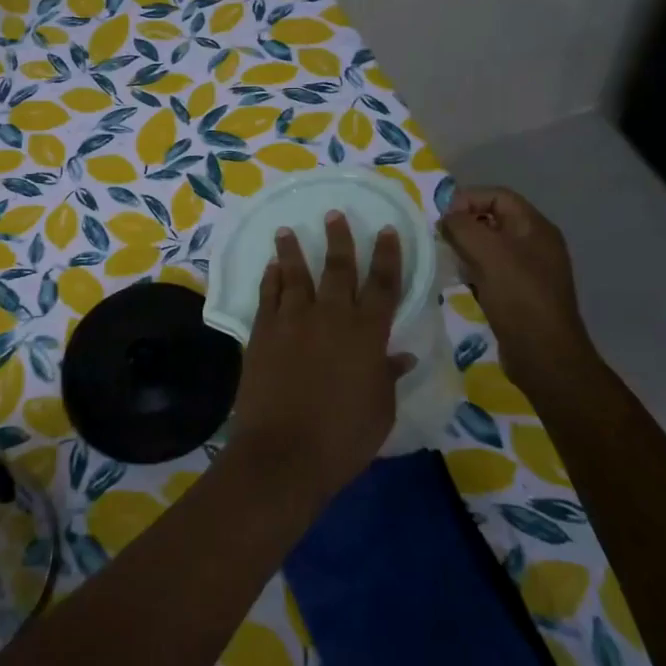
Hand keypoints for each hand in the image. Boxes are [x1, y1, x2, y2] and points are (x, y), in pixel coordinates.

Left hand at [231, 213, 413, 503]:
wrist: (284, 451)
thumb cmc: (343, 437)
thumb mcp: (380, 410)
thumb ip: (388, 376)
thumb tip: (402, 355)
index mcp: (367, 334)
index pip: (383, 284)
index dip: (387, 256)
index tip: (386, 230)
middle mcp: (331, 316)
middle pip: (338, 268)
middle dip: (339, 238)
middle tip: (334, 214)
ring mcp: (293, 320)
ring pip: (295, 274)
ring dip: (293, 250)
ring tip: (286, 230)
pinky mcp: (262, 331)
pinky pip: (268, 296)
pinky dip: (271, 279)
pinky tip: (271, 268)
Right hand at [439, 187, 594, 377]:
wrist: (544, 355)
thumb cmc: (518, 297)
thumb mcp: (488, 254)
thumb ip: (462, 227)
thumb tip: (446, 218)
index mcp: (536, 228)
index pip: (498, 196)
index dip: (468, 199)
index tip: (442, 219)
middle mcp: (536, 244)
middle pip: (493, 219)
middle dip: (464, 224)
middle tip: (440, 239)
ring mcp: (530, 269)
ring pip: (490, 246)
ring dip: (466, 248)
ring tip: (447, 259)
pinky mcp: (520, 292)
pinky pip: (492, 269)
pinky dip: (473, 270)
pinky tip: (460, 282)